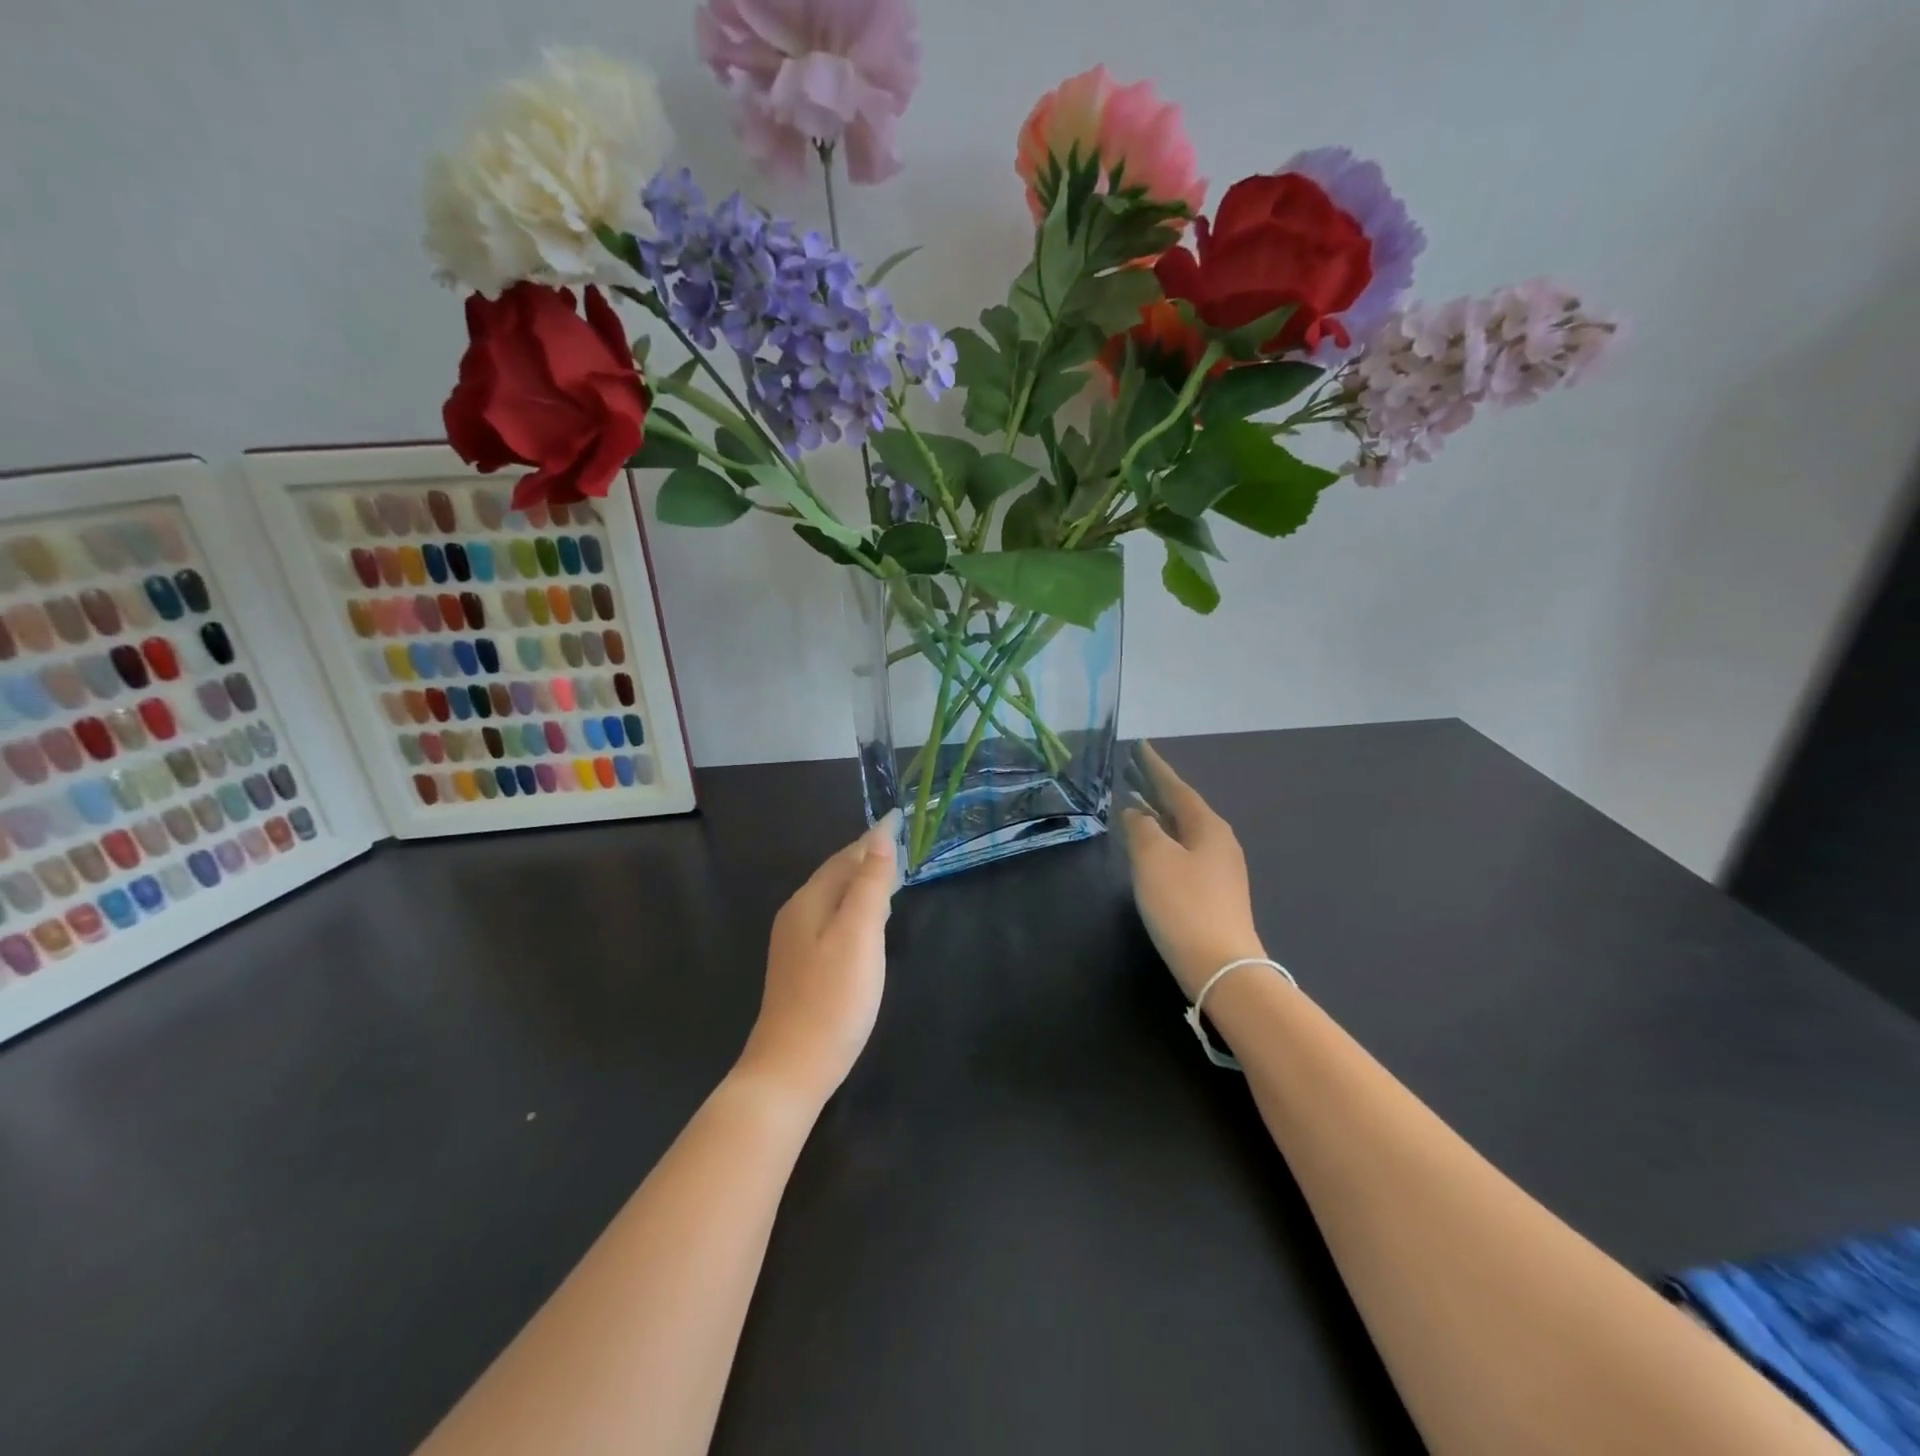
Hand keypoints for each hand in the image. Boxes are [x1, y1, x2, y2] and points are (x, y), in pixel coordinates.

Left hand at [738, 814, 899, 1107]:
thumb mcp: (859, 935)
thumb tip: (879, 837)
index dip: (874, 840)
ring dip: (861, 883)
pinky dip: (854, 909)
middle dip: (867, 858)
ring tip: (891, 877)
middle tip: (901, 847)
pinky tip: (868, 924)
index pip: (845, 857)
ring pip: (833, 899)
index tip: (900, 820)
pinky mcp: (801, 968)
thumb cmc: (832, 999)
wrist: (791, 1069)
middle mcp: (796, 915)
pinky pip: (831, 921)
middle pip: (836, 875)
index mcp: (809, 901)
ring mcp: (795, 943)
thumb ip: (870, 884)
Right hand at [1120, 742, 1264, 999]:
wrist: (1220, 966)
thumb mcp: (1153, 859)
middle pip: (1182, 807)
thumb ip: (1141, 828)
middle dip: (1156, 789)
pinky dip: (1164, 839)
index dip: (1155, 767)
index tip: (1140, 746)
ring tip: (1134, 803)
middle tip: (1131, 772)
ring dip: (1158, 815)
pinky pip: (1184, 851)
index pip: (1176, 787)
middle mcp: (1218, 841)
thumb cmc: (1183, 905)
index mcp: (1207, 826)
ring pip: (1183, 830)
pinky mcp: (1214, 892)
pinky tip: (1150, 846)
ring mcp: (1219, 869)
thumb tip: (1135, 811)